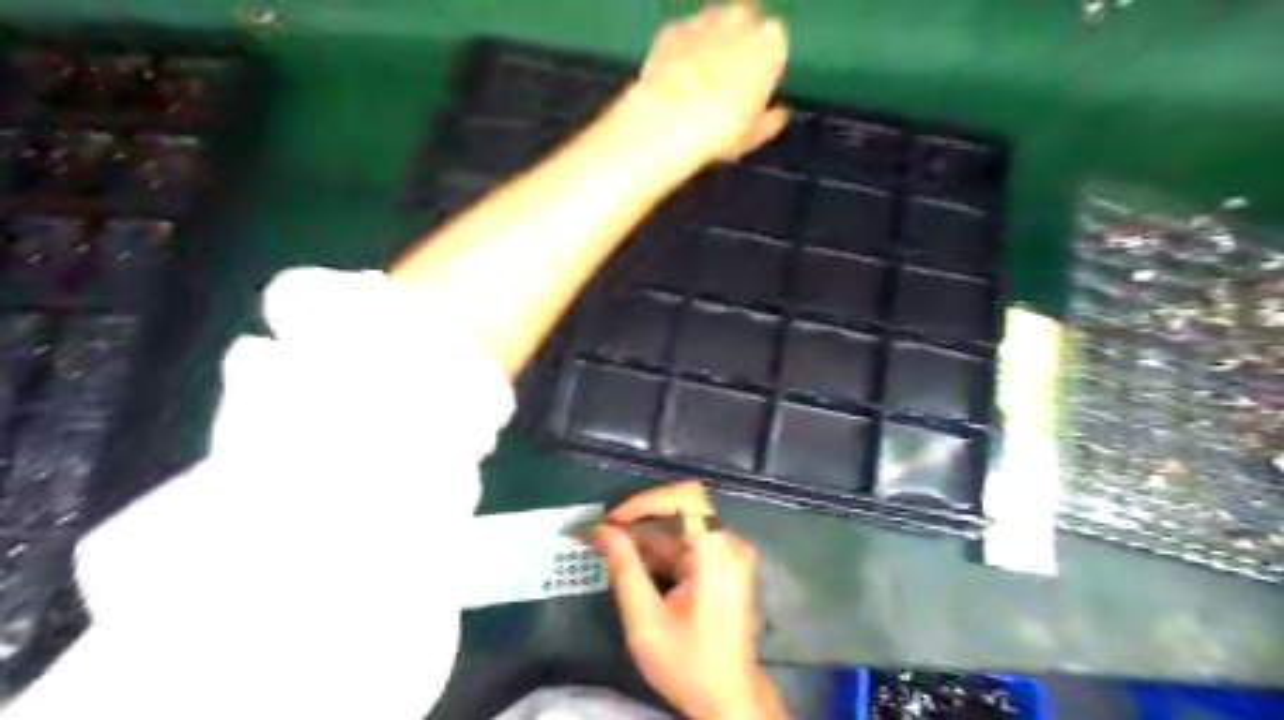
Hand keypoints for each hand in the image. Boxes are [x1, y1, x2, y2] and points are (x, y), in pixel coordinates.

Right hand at [598, 481, 787, 719]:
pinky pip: (687, 544)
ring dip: (644, 537)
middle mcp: (729, 544)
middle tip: (601, 534)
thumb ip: (624, 568)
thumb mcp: (646, 621)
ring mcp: (728, 554)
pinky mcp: (723, 566)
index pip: (686, 497)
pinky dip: (658, 551)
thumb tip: (601, 530)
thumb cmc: (688, 664)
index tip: (613, 520)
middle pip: (680, 510)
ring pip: (680, 528)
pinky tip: (631, 566)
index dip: (647, 500)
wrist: (729, 700)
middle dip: (638, 520)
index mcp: (717, 553)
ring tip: (607, 549)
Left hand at [619, 3, 789, 161]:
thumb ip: (773, 120)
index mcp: (770, 43)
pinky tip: (677, 82)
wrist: (667, 124)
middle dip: (739, 50)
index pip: (776, 48)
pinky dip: (683, 53)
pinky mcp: (672, 29)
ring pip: (714, 28)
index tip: (754, 93)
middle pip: (746, 29)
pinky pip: (684, 38)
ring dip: (712, 47)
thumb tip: (778, 115)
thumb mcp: (754, 135)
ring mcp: (703, 21)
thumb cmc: (718, 131)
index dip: (766, 71)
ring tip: (701, 84)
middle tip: (728, 86)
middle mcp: (740, 20)